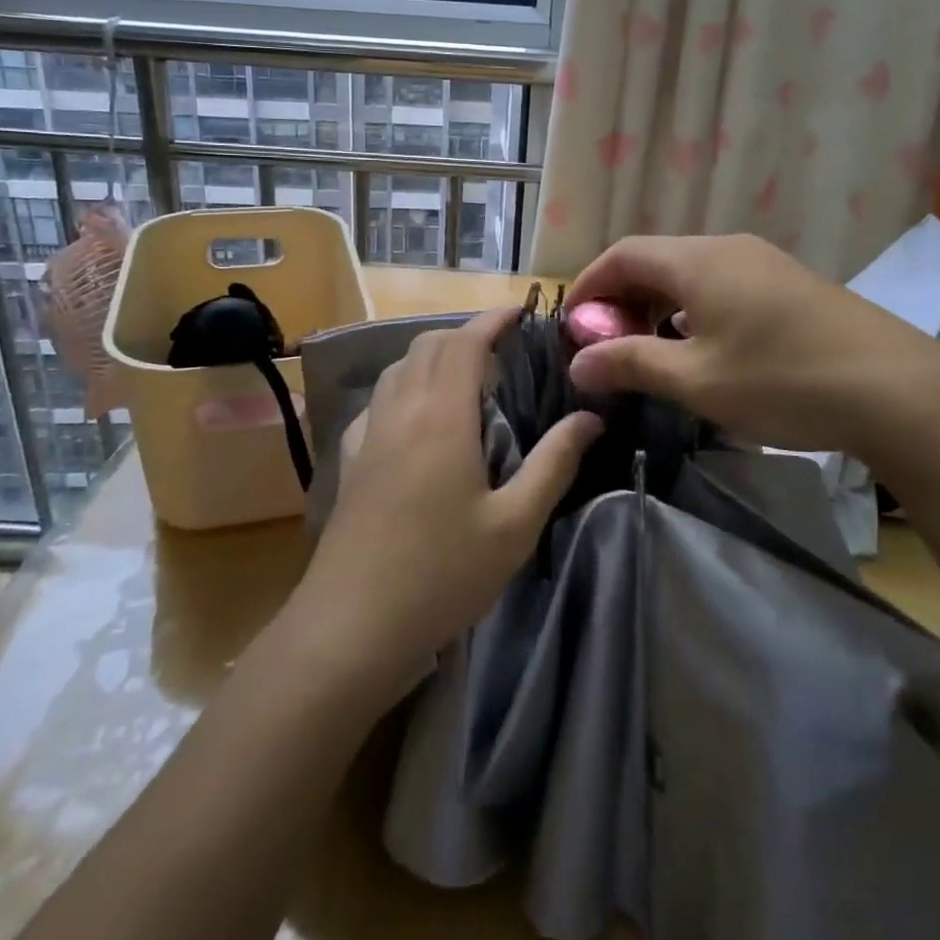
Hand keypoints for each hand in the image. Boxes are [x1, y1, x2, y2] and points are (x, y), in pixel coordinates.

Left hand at [292, 307, 602, 690]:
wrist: (351, 626)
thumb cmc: (442, 575)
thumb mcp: (515, 525)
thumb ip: (554, 463)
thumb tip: (590, 417)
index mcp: (441, 416)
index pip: (465, 342)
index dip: (493, 319)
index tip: (522, 313)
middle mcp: (400, 411)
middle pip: (427, 345)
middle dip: (465, 333)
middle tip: (503, 351)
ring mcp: (368, 434)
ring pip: (399, 369)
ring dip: (432, 357)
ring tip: (465, 379)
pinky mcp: (349, 460)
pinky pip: (379, 400)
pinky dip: (405, 387)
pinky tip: (418, 420)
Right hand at [566, 234, 939, 454]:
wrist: (896, 389)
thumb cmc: (781, 380)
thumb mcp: (695, 380)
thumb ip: (630, 364)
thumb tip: (577, 363)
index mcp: (697, 261)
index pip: (622, 254)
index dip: (588, 286)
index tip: (572, 327)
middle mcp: (727, 248)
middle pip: (655, 259)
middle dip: (621, 298)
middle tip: (607, 345)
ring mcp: (763, 263)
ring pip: (689, 273)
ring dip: (657, 305)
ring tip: (649, 350)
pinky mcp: (789, 285)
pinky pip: (721, 285)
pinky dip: (692, 309)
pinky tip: (701, 349)